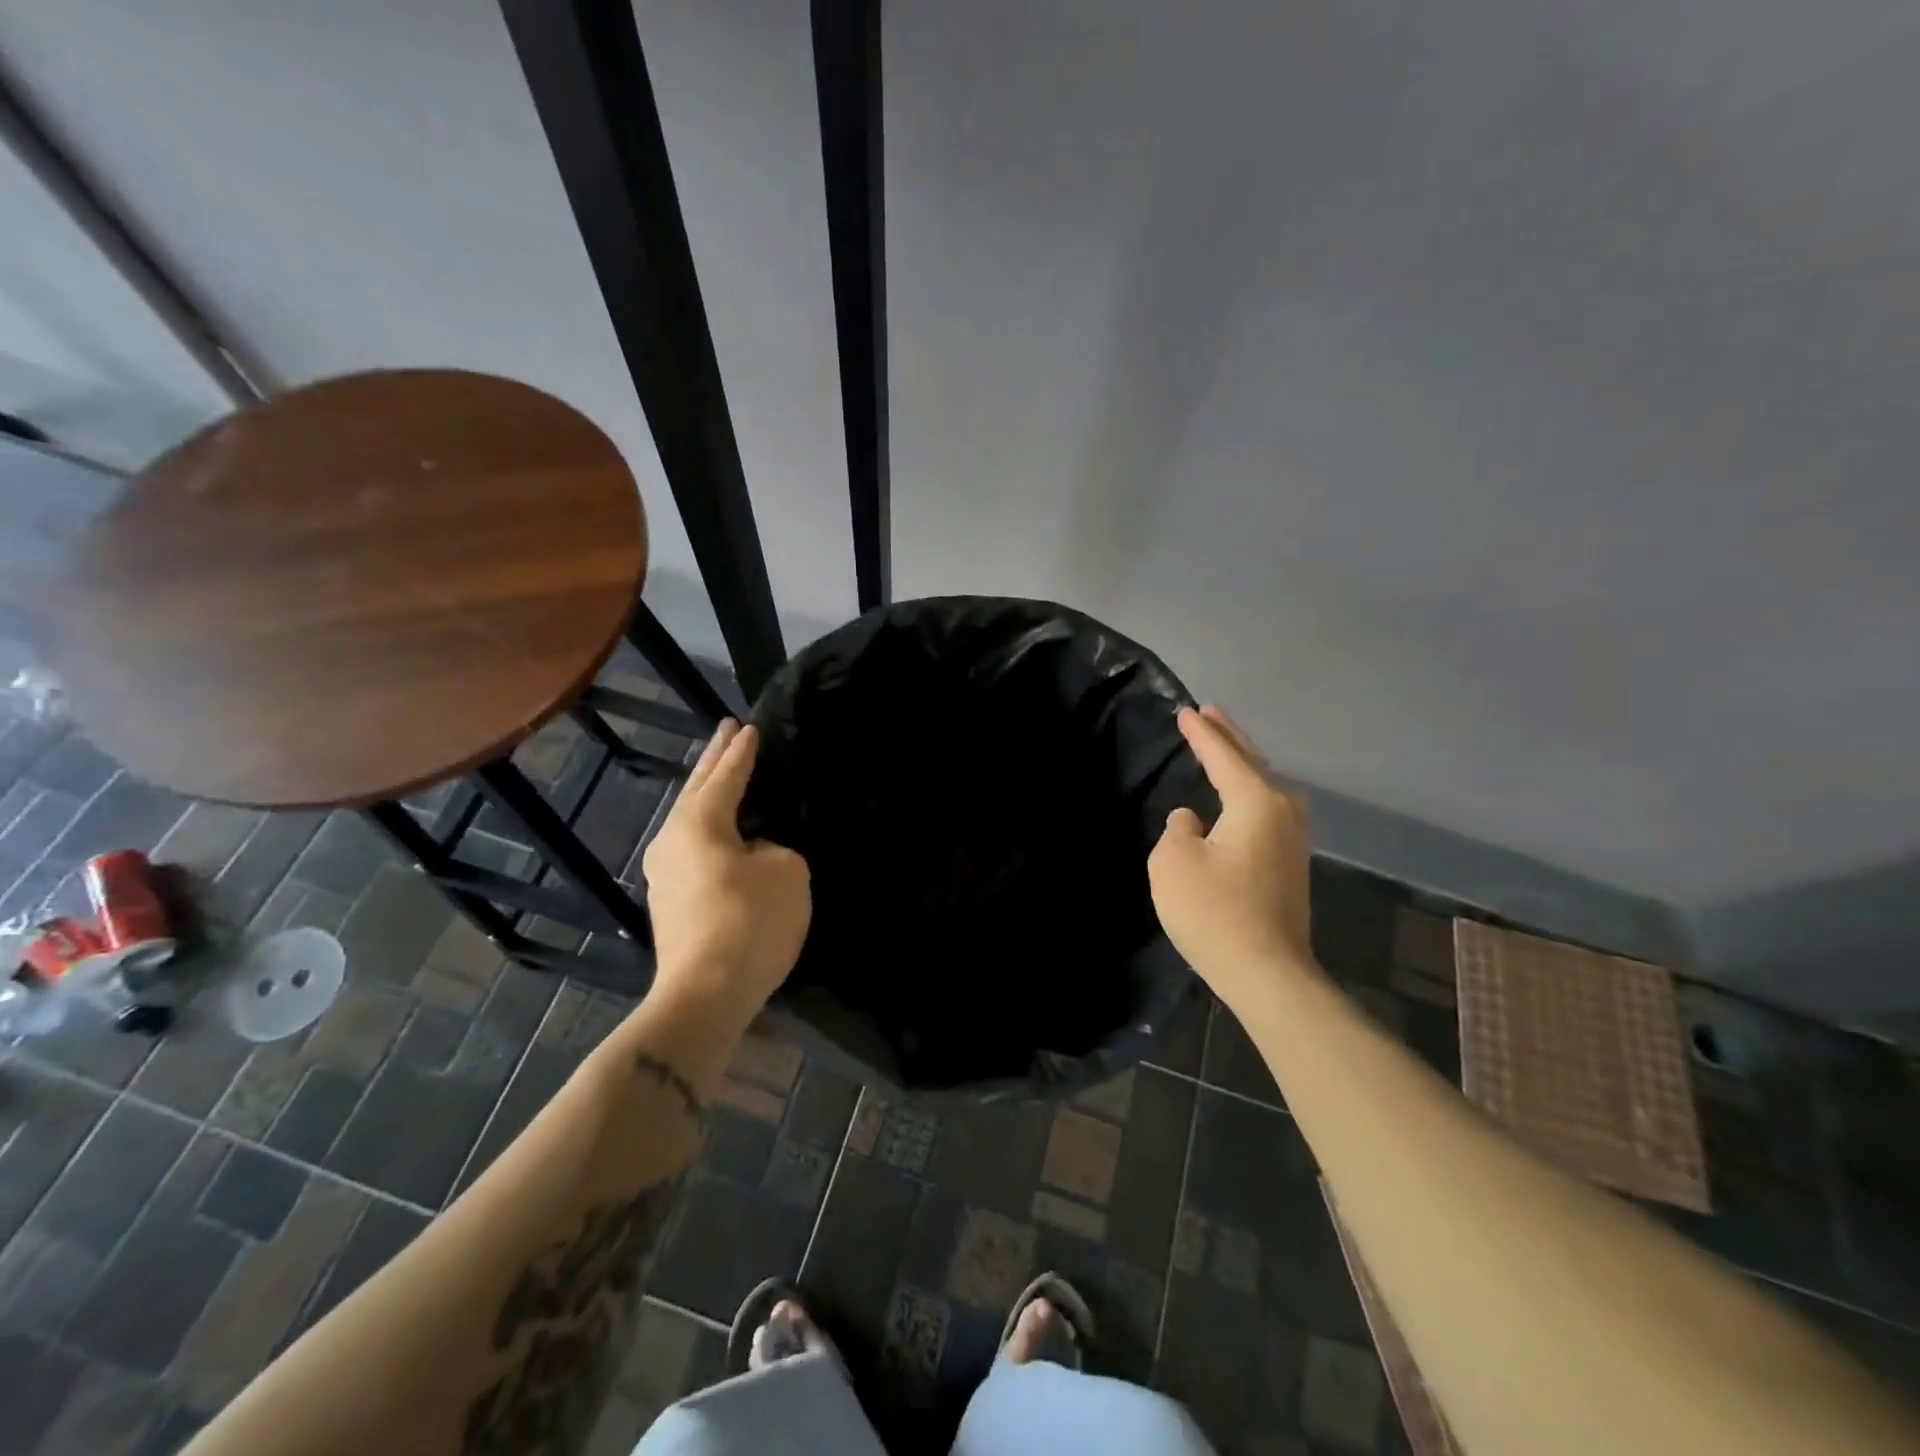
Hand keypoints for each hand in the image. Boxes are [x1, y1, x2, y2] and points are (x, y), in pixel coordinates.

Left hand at [642, 720, 810, 1023]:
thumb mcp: (787, 871)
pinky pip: (692, 848)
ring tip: (720, 774)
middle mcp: (672, 840)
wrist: (705, 994)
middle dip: (714, 758)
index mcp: (699, 823)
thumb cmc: (750, 921)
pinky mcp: (670, 903)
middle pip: (696, 789)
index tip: (750, 728)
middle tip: (726, 729)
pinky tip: (720, 833)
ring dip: (706, 793)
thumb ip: (774, 849)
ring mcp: (665, 874)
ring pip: (689, 819)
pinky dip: (708, 828)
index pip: (726, 776)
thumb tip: (753, 855)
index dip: (742, 752)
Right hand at [1149, 705, 1317, 1012]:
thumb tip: (1193, 822)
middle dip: (1230, 738)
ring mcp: (1293, 842)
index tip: (1185, 710)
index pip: (1223, 757)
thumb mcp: (1174, 863)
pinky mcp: (1291, 868)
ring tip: (1226, 750)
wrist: (1268, 975)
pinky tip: (1240, 801)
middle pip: (1254, 764)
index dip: (1201, 734)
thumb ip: (1178, 830)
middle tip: (1210, 713)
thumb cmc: (1215, 912)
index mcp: (1255, 803)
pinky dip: (1250, 793)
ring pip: (1267, 788)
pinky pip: (1268, 812)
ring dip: (1245, 765)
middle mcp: (1283, 814)